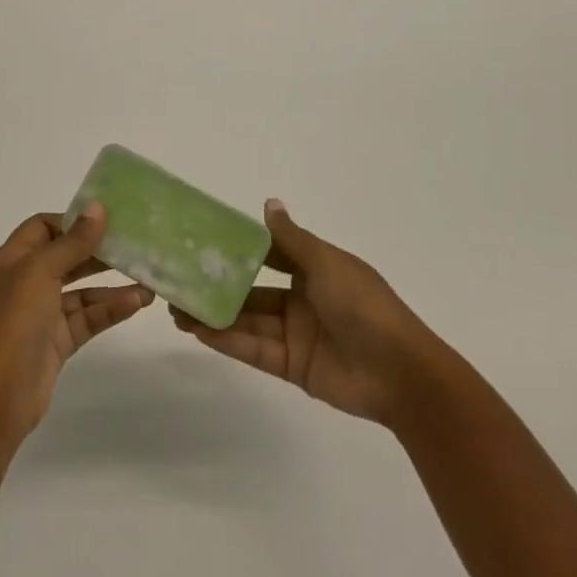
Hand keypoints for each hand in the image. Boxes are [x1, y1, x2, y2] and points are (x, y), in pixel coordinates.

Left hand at [0, 203, 153, 449]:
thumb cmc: (14, 322)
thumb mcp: (42, 272)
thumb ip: (73, 241)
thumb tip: (97, 207)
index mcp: (14, 260)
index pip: (43, 227)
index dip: (72, 221)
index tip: (106, 219)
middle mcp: (27, 282)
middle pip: (66, 256)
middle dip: (98, 251)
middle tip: (133, 244)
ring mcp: (43, 313)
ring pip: (82, 290)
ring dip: (112, 284)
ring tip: (147, 279)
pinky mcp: (59, 341)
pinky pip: (88, 317)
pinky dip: (111, 309)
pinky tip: (137, 303)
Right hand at [171, 200, 446, 426]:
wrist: (400, 373)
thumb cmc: (363, 305)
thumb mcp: (326, 263)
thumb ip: (291, 239)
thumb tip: (268, 202)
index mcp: (315, 268)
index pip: (269, 254)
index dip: (239, 248)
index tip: (204, 241)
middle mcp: (301, 298)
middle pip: (251, 290)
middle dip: (218, 286)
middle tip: (179, 281)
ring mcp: (295, 333)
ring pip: (246, 320)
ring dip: (214, 313)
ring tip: (176, 308)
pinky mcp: (290, 365)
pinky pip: (253, 349)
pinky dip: (226, 339)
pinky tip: (198, 329)